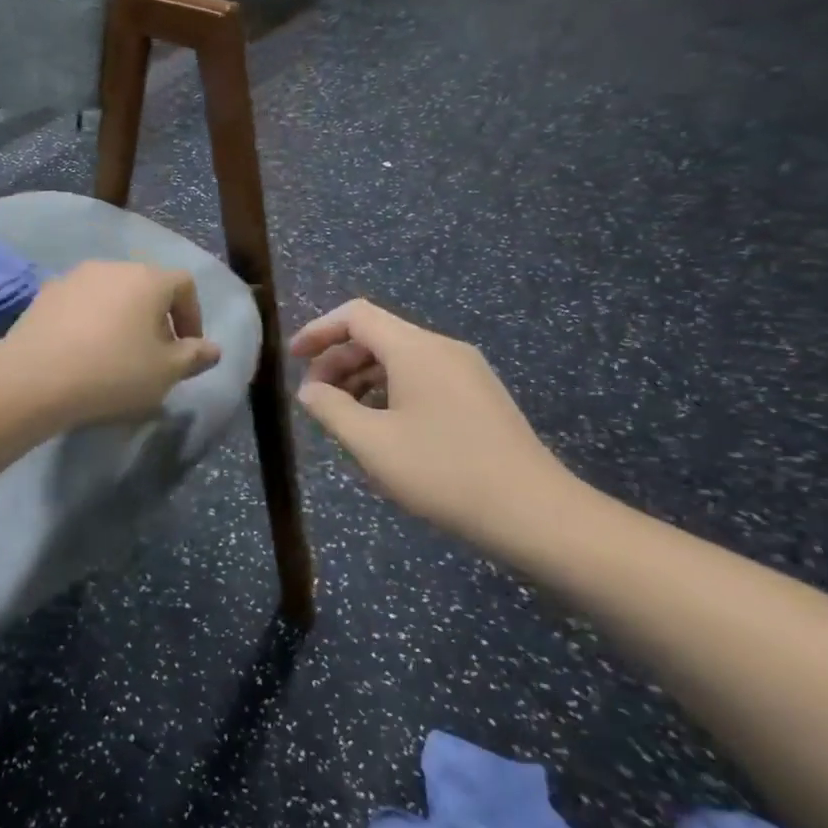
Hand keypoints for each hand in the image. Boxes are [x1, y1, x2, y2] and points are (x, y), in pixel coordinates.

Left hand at [3, 262, 221, 425]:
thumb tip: (212, 349)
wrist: (34, 378)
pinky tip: (83, 352)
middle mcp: (112, 267)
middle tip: (154, 354)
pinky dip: (90, 321)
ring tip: (117, 354)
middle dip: (157, 317)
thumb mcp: (166, 372)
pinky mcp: (45, 294)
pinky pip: (81, 304)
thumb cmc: (113, 372)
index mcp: (148, 278)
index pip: (184, 285)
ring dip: (122, 317)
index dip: (192, 316)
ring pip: (111, 293)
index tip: (187, 349)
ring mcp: (74, 277)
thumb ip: (194, 357)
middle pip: (146, 285)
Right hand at [290, 299, 570, 537]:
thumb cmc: (443, 472)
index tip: (293, 358)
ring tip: (344, 415)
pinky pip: (423, 376)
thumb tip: (309, 390)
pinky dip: (391, 389)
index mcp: (415, 349)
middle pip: (378, 335)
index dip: (319, 330)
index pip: (356, 316)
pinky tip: (384, 426)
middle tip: (315, 398)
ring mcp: (467, 370)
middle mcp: (442, 348)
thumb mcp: (372, 444)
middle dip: (338, 360)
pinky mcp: (479, 395)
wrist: (533, 512)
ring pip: (401, 358)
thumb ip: (331, 409)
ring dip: (363, 377)